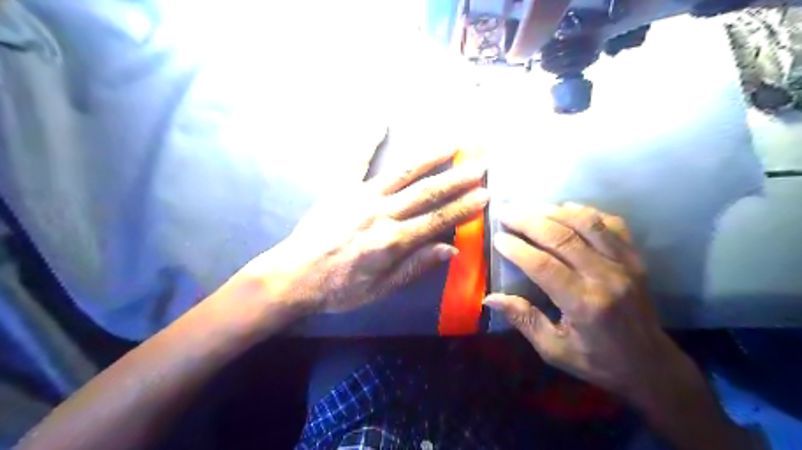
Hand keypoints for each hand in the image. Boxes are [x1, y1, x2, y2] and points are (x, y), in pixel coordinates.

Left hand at [242, 149, 488, 313]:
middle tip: (481, 164)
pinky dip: (367, 140)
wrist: (294, 275)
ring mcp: (360, 196)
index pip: (437, 220)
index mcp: (392, 241)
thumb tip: (450, 249)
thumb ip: (416, 266)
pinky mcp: (340, 188)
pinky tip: (379, 122)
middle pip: (426, 193)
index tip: (485, 194)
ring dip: (430, 157)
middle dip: (457, 178)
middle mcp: (381, 213)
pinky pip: (355, 160)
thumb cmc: (339, 288)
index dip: (464, 207)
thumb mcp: (381, 288)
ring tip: (452, 144)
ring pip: (402, 173)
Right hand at [482, 203, 681, 399]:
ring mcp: (624, 263)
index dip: (517, 248)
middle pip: (562, 237)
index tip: (497, 237)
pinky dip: (586, 212)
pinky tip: (566, 209)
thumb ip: (523, 320)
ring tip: (529, 208)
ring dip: (553, 211)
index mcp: (583, 303)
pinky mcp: (635, 258)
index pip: (543, 265)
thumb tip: (490, 298)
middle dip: (529, 221)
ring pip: (586, 223)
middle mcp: (605, 277)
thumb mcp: (554, 349)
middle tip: (506, 213)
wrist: (651, 365)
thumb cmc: (597, 361)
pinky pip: (611, 224)